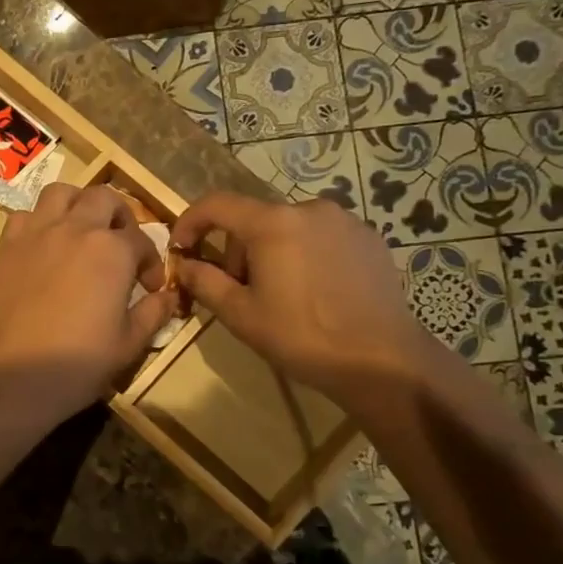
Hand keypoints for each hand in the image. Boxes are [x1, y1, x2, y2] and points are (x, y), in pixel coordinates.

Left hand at [0, 184, 179, 420]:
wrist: (16, 375)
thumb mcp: (130, 343)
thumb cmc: (80, 362)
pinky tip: (43, 247)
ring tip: (81, 230)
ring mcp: (36, 234)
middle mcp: (75, 229)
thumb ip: (153, 313)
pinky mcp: (6, 247)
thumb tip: (169, 296)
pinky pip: (24, 216)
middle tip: (120, 245)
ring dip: (77, 204)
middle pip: (103, 198)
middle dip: (119, 217)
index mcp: (112, 250)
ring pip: (60, 193)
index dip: (151, 263)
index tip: (149, 288)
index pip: (141, 240)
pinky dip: (38, 222)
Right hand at [169, 192, 432, 398]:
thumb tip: (185, 264)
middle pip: (255, 220)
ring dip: (272, 253)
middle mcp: (309, 209)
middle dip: (237, 251)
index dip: (190, 222)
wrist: (382, 359)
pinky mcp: (369, 238)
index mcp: (273, 224)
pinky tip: (314, 293)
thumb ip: (205, 282)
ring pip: (289, 228)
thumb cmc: (301, 336)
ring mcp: (344, 221)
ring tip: (280, 296)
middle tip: (239, 292)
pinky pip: (321, 238)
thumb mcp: (241, 314)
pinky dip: (305, 256)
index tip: (181, 248)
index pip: (217, 204)